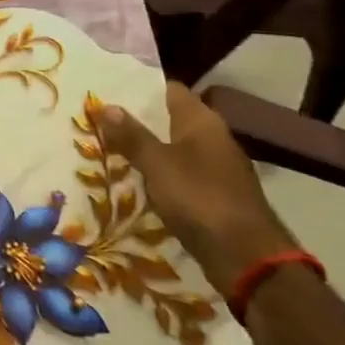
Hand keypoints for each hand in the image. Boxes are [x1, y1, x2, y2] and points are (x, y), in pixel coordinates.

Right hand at [100, 83, 296, 296]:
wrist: (245, 256)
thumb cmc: (199, 198)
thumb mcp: (157, 164)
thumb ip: (132, 136)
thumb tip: (106, 105)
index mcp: (202, 121)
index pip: (170, 89)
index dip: (140, 87)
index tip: (108, 90)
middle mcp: (213, 138)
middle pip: (171, 118)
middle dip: (138, 120)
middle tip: (98, 120)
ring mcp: (216, 167)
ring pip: (174, 148)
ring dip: (147, 149)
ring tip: (108, 148)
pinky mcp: (215, 194)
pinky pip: (181, 173)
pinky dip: (159, 174)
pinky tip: (135, 181)